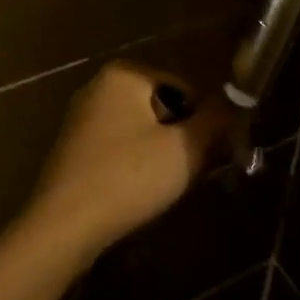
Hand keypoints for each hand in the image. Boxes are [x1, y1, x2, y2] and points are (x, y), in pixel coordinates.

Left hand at [21, 61, 229, 262]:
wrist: (63, 225)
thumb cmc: (128, 177)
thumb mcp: (183, 149)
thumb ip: (214, 120)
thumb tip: (235, 99)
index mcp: (125, 73)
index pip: (184, 86)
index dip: (205, 118)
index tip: (212, 152)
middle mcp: (99, 84)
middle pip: (161, 104)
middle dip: (180, 134)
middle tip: (190, 169)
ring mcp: (82, 114)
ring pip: (140, 126)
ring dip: (159, 150)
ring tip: (165, 184)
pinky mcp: (73, 144)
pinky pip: (118, 143)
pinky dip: (134, 160)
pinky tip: (138, 190)